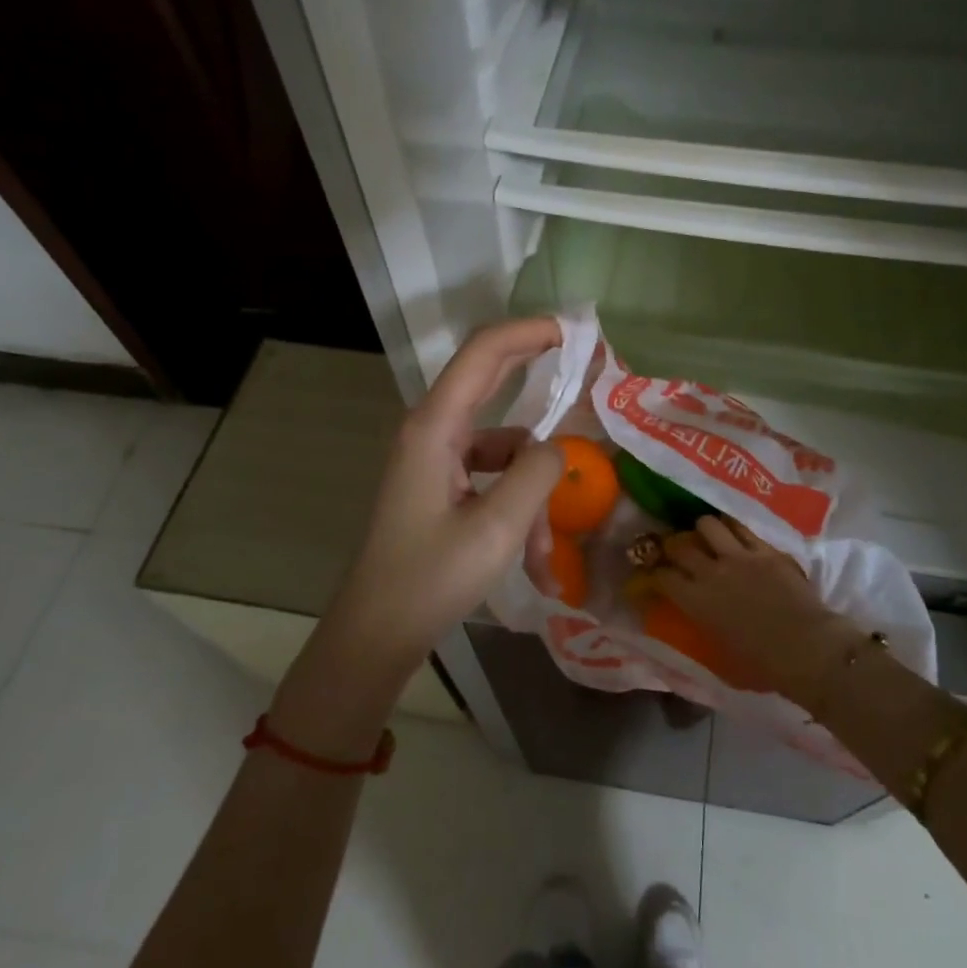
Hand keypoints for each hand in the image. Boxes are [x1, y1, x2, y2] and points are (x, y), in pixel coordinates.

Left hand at [270, 319, 564, 755]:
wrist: (377, 635)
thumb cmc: (430, 580)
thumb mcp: (497, 528)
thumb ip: (536, 473)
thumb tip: (556, 448)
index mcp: (435, 427)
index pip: (485, 352)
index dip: (530, 331)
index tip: (577, 332)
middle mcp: (433, 431)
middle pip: (491, 381)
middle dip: (539, 374)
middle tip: (589, 369)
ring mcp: (436, 460)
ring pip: (505, 450)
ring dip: (532, 492)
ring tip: (542, 556)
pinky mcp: (442, 487)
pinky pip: (493, 480)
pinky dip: (518, 511)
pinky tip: (533, 564)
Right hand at [651, 516, 860, 707]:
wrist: (808, 648)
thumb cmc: (763, 665)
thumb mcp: (720, 655)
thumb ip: (702, 627)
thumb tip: (696, 616)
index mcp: (696, 602)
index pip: (662, 576)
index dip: (653, 573)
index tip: (653, 574)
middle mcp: (711, 572)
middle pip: (679, 544)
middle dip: (672, 545)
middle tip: (676, 550)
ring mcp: (739, 556)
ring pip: (708, 524)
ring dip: (703, 530)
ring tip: (707, 536)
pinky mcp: (765, 549)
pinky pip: (741, 526)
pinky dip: (732, 527)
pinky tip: (733, 531)